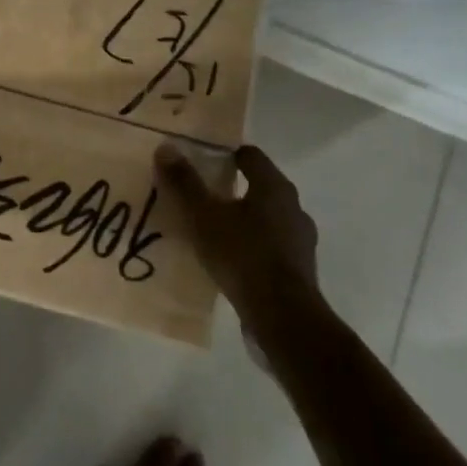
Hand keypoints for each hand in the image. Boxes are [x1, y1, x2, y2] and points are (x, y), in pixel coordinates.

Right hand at [157, 142, 320, 318]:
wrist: (283, 317)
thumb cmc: (242, 255)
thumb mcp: (203, 216)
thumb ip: (184, 182)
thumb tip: (166, 148)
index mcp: (274, 187)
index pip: (250, 156)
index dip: (225, 154)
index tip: (200, 161)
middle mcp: (293, 208)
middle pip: (259, 187)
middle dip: (230, 188)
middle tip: (200, 195)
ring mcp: (300, 241)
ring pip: (265, 219)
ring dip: (241, 220)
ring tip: (210, 230)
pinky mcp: (298, 271)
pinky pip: (269, 247)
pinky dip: (249, 246)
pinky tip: (228, 260)